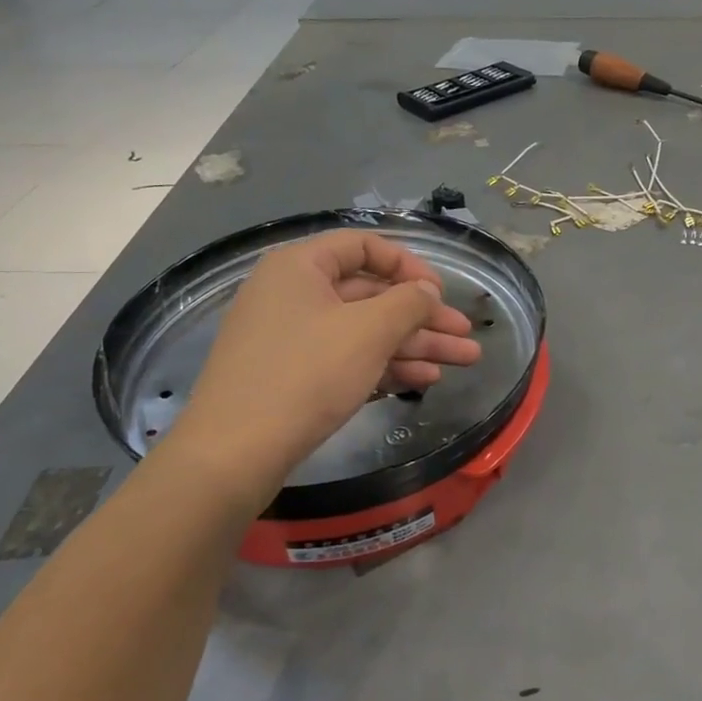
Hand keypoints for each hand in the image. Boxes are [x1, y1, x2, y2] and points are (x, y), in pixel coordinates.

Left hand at [172, 230, 483, 479]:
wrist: (234, 453)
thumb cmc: (306, 374)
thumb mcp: (368, 331)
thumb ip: (408, 303)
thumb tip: (427, 291)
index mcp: (300, 267)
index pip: (364, 247)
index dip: (409, 266)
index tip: (441, 294)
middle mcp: (293, 294)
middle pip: (371, 295)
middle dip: (424, 317)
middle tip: (467, 337)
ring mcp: (290, 337)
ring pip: (364, 331)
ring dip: (414, 345)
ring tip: (463, 362)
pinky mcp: (292, 376)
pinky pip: (346, 358)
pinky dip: (385, 365)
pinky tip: (424, 380)